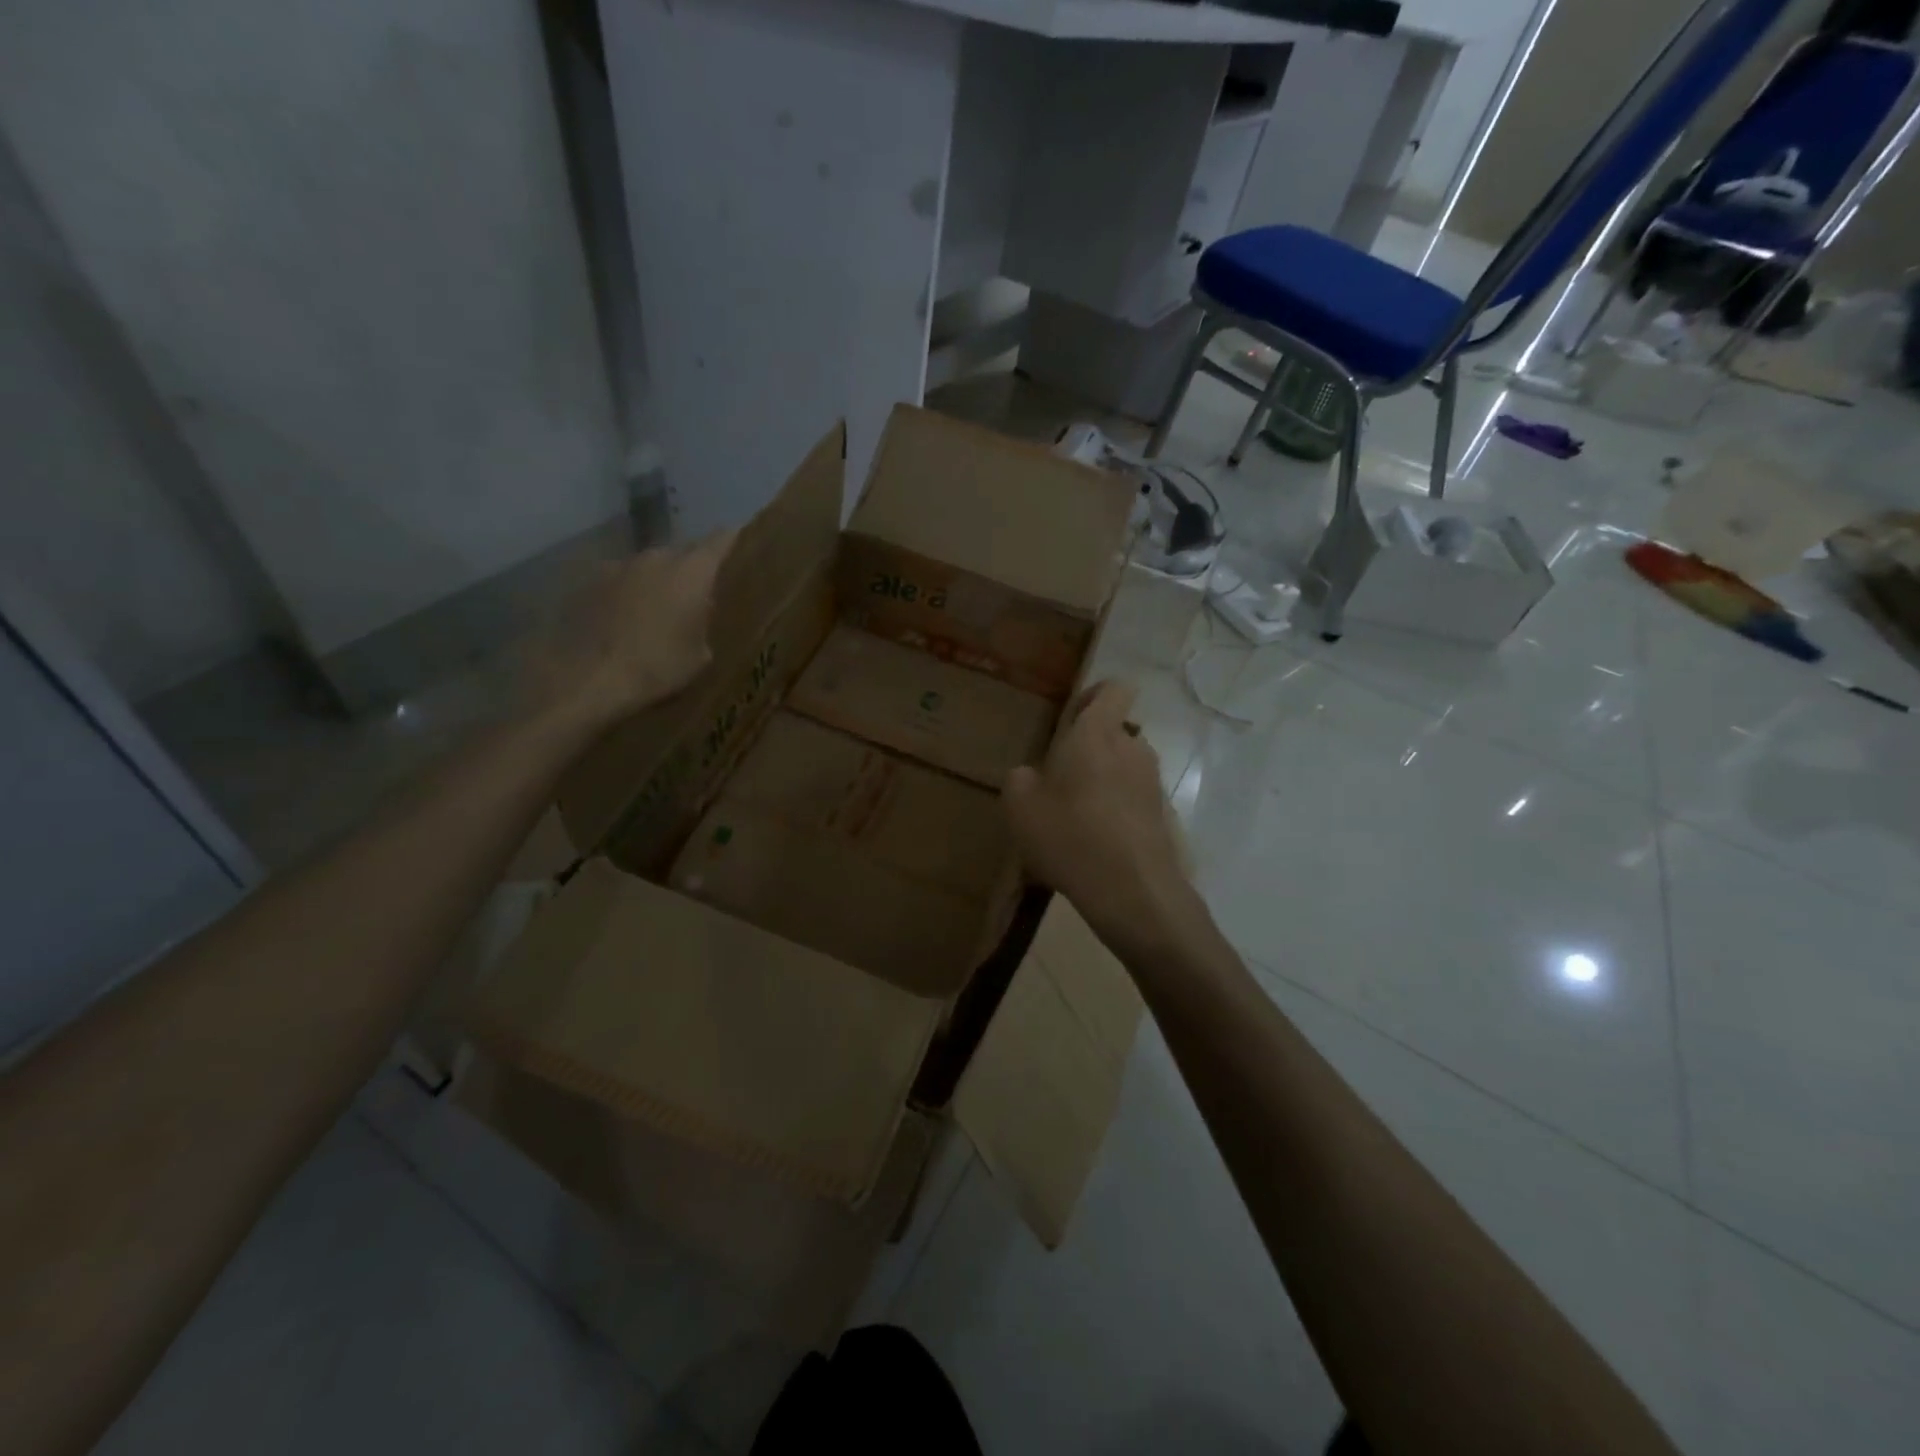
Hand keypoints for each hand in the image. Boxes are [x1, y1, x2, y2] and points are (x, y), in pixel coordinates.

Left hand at [531, 532, 735, 733]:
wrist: (590, 679)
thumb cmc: (658, 668)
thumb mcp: (700, 656)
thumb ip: (704, 623)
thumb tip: (697, 613)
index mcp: (692, 572)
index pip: (720, 540)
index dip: (732, 540)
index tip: (740, 544)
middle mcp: (656, 558)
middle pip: (682, 552)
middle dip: (692, 568)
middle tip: (698, 593)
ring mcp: (618, 566)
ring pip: (649, 566)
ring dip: (657, 581)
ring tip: (659, 609)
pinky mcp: (589, 582)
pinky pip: (620, 581)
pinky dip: (628, 594)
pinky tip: (626, 619)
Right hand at [1003, 680, 1195, 955]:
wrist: (1131, 891)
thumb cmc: (1069, 835)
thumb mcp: (1019, 805)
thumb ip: (1021, 778)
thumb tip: (1033, 775)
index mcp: (1097, 733)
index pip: (1113, 688)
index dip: (1094, 696)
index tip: (1070, 721)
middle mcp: (1132, 748)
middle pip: (1115, 732)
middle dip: (1090, 749)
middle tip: (1060, 780)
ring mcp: (1152, 782)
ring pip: (1124, 767)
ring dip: (1103, 782)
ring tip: (1075, 818)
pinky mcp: (1163, 815)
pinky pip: (1133, 800)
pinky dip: (1116, 812)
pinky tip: (1095, 844)